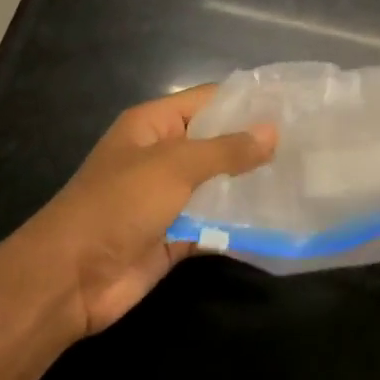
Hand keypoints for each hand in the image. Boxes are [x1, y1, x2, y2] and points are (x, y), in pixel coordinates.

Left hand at [4, 87, 275, 338]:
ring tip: (302, 177)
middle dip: (256, 145)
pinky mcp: (176, 235)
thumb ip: (226, 150)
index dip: (247, 101)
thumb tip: (273, 132)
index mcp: (153, 125)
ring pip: (218, 184)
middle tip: (309, 143)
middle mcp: (162, 155)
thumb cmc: (118, 205)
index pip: (208, 101)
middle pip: (216, 143)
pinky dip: (239, 223)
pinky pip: (214, 222)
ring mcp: (169, 197)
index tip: (293, 105)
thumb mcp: (174, 166)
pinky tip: (278, 218)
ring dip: (251, 185)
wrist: (70, 278)